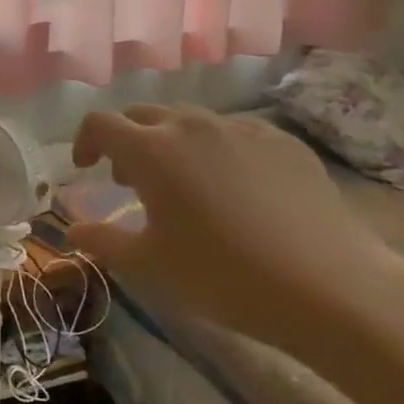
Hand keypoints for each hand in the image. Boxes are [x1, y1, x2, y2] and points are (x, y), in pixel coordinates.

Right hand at [67, 105, 403, 357]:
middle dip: (126, 140)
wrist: (332, 288)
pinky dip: (216, 149)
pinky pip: (233, 132)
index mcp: (151, 150)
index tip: (86, 168)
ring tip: (183, 183)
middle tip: (130, 180)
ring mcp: (241, 129)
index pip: (100, 124)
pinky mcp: (282, 141)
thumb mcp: (150, 266)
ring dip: (170, 142)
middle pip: (142, 115)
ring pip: (189, 121)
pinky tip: (235, 188)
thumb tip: (71, 230)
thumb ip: (102, 241)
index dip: (84, 141)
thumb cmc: (224, 276)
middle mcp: (191, 126)